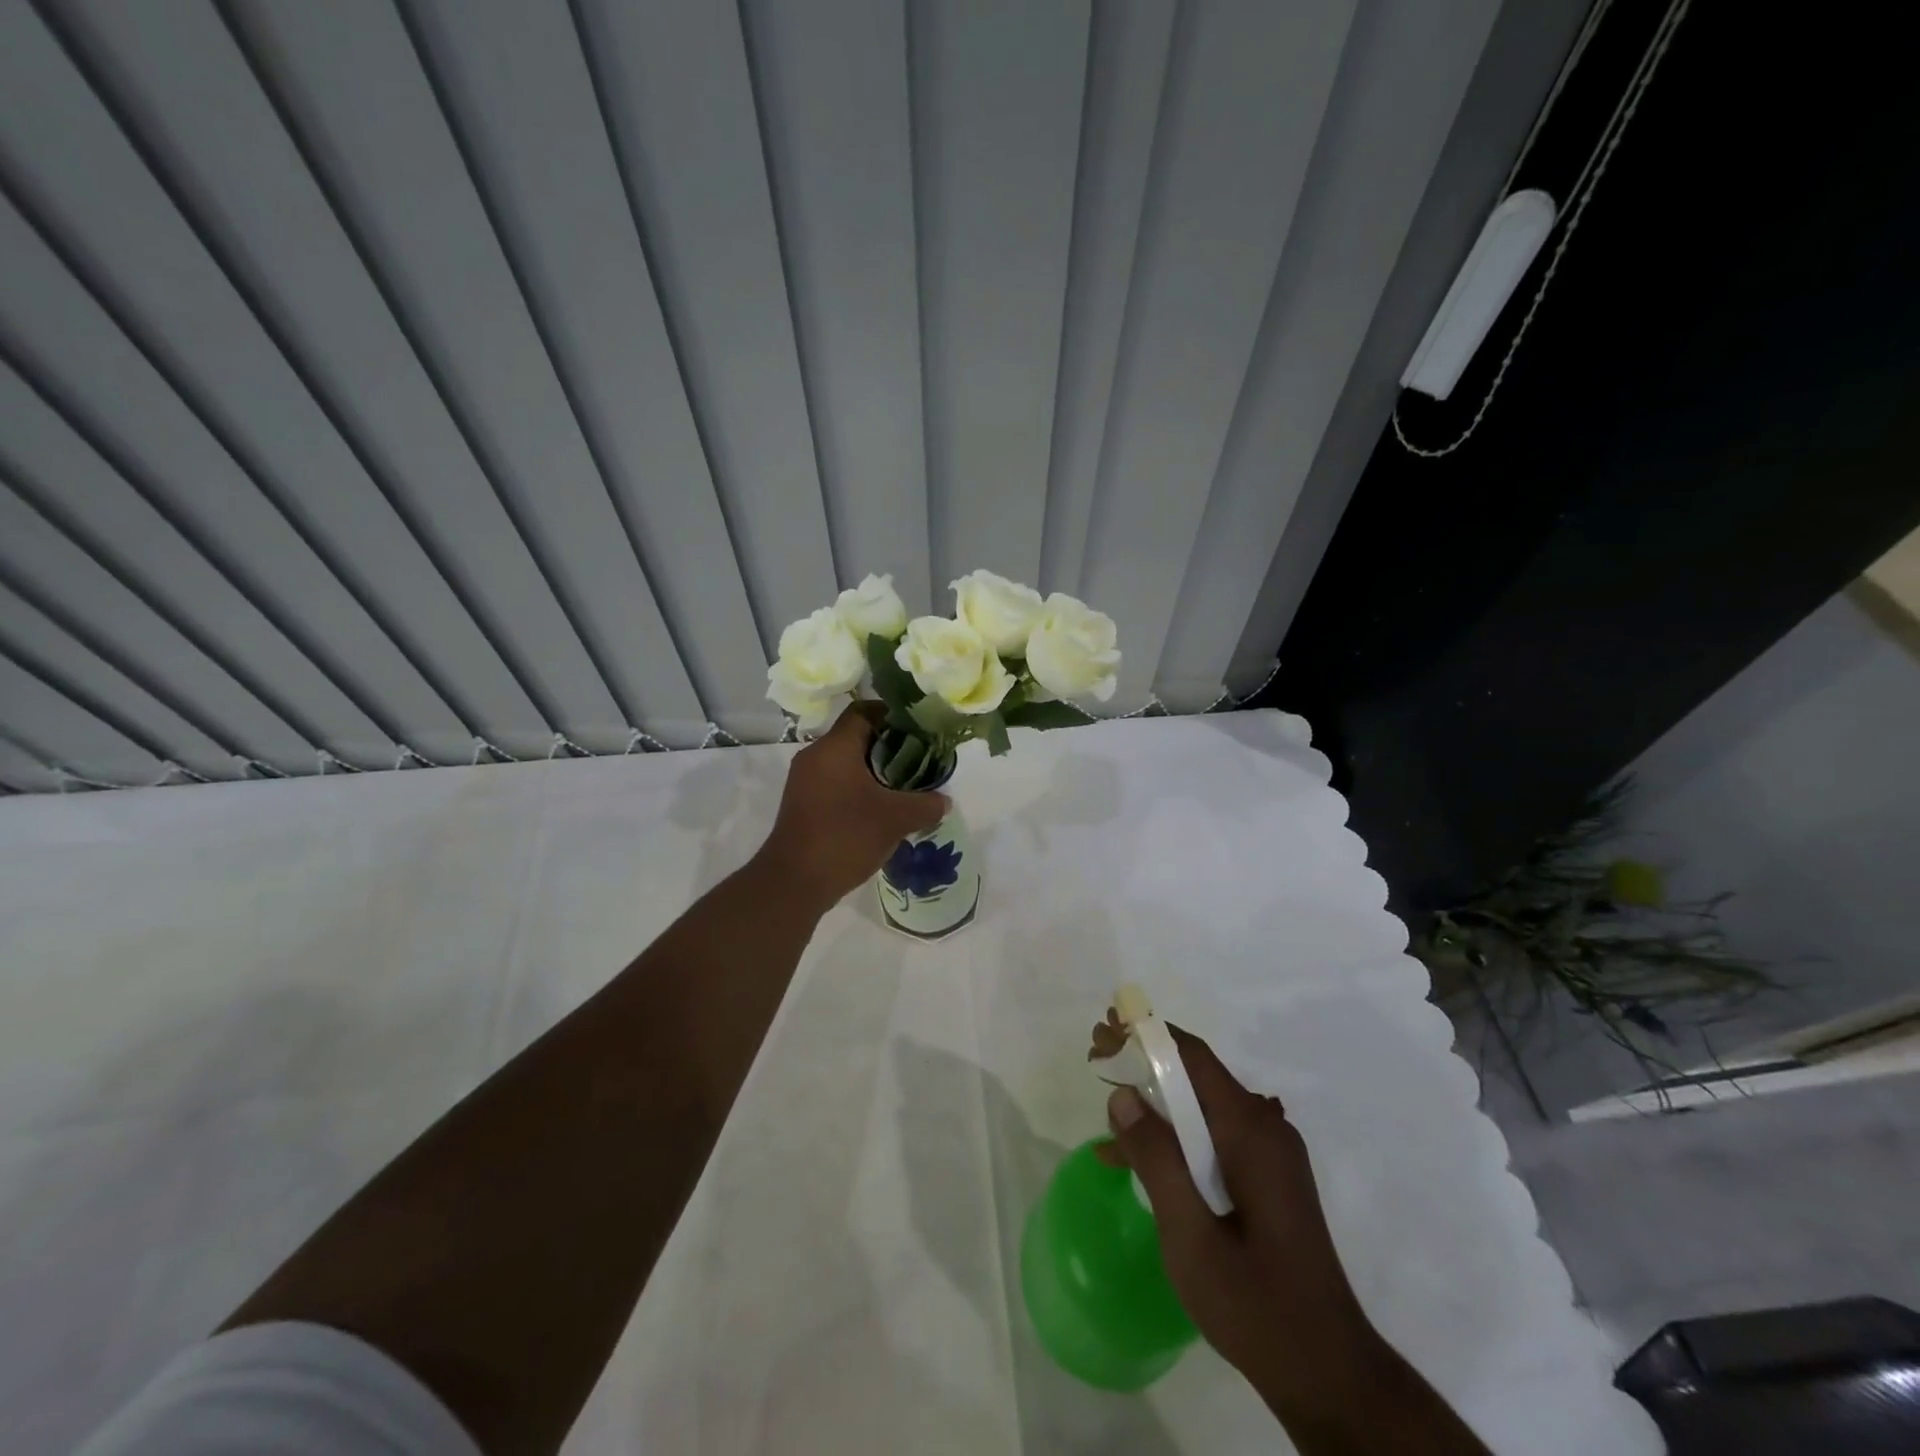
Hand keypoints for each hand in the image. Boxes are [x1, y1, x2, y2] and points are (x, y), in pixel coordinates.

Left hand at [757, 702, 948, 908]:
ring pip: (846, 763)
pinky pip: (836, 784)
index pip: (864, 711)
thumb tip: (944, 800)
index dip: (893, 714)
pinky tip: (881, 811)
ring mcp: (804, 781)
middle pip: (856, 737)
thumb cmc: (845, 837)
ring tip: (905, 788)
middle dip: (890, 747)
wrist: (794, 883)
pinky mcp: (802, 804)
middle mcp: (815, 756)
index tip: (919, 729)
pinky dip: (859, 789)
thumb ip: (926, 804)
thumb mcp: (896, 819)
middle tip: (920, 761)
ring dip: (875, 771)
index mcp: (834, 747)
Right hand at [1098, 1024, 1383, 1409]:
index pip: (1192, 1057)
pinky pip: (1213, 1140)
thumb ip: (1155, 1159)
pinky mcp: (1267, 1179)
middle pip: (1196, 1077)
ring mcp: (1269, 1155)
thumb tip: (1122, 1096)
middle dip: (1143, 1064)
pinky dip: (1175, 1141)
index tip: (1104, 1031)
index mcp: (1250, 1131)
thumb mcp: (1189, 1234)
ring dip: (1155, 1104)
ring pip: (1201, 1110)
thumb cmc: (1254, 1304)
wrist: (1329, 1374)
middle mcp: (1264, 1129)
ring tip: (1108, 1112)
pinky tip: (1136, 1163)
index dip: (1145, 1036)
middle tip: (1096, 1058)